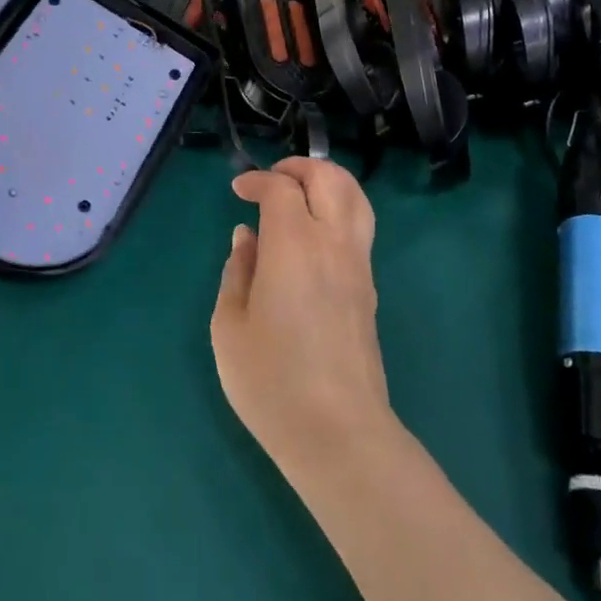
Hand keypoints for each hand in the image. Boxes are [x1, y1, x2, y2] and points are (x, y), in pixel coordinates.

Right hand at [211, 158, 394, 473]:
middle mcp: (333, 243)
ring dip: (327, 183)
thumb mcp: (230, 326)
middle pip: (330, 178)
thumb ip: (237, 271)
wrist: (339, 433)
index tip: (238, 192)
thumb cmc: (272, 381)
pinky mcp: (370, 289)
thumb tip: (247, 238)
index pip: (282, 188)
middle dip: (300, 167)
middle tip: (272, 180)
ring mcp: (358, 265)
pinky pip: (360, 227)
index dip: (257, 180)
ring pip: (356, 198)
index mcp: (294, 245)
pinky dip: (339, 210)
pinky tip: (313, 235)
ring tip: (299, 196)